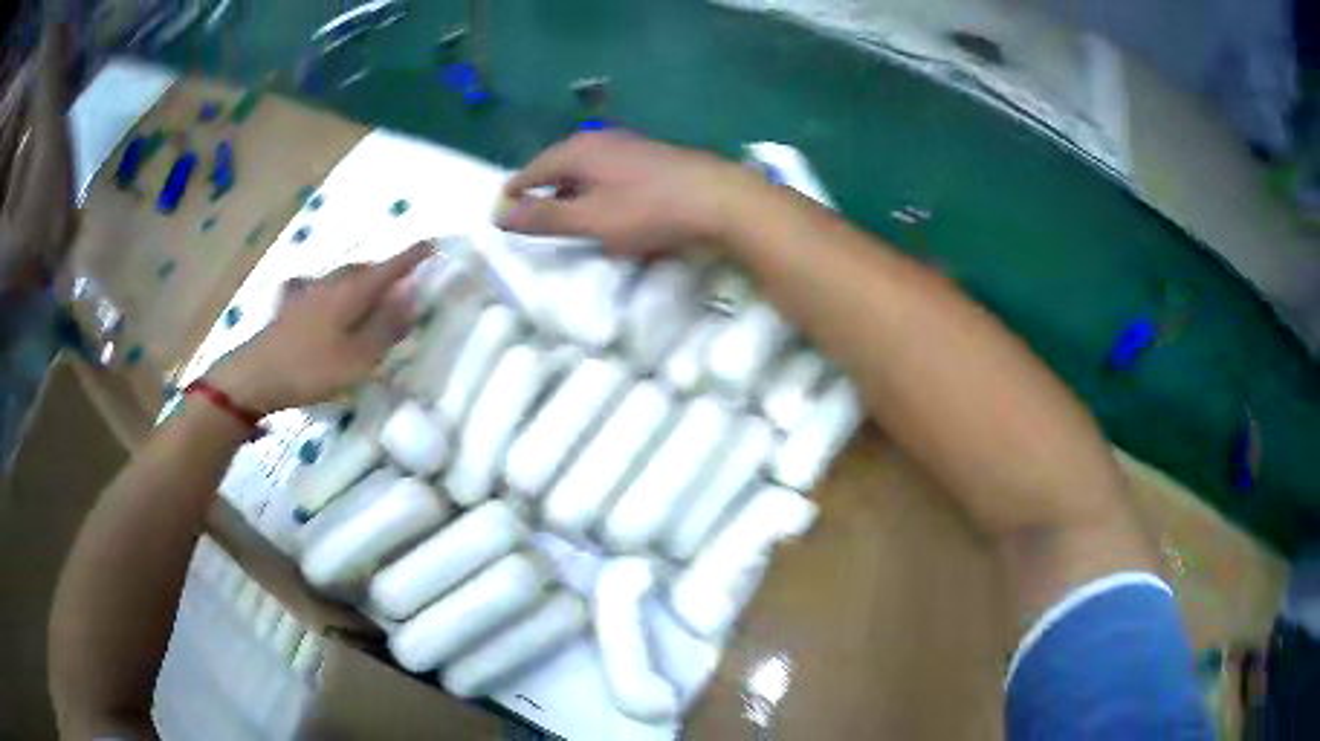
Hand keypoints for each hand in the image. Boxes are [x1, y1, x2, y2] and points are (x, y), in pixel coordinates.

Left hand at [208, 243, 431, 414]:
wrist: (256, 374)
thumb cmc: (311, 369)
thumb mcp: (358, 359)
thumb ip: (386, 327)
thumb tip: (412, 296)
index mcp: (352, 293)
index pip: (390, 268)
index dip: (413, 256)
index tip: (433, 243)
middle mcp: (332, 284)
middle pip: (365, 270)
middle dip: (385, 271)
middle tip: (401, 284)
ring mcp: (308, 292)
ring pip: (341, 276)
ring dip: (359, 279)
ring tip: (367, 293)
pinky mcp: (289, 305)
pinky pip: (313, 287)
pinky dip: (324, 288)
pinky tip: (317, 293)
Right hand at [498, 131, 760, 255]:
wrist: (718, 199)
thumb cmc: (647, 210)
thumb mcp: (589, 220)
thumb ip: (544, 217)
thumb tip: (498, 214)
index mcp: (577, 150)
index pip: (532, 169)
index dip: (514, 193)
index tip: (500, 214)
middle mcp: (599, 139)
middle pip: (557, 164)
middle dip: (541, 189)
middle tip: (530, 215)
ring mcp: (627, 144)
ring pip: (584, 166)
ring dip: (569, 189)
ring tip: (564, 212)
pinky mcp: (650, 156)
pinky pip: (607, 170)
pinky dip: (595, 187)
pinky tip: (604, 203)